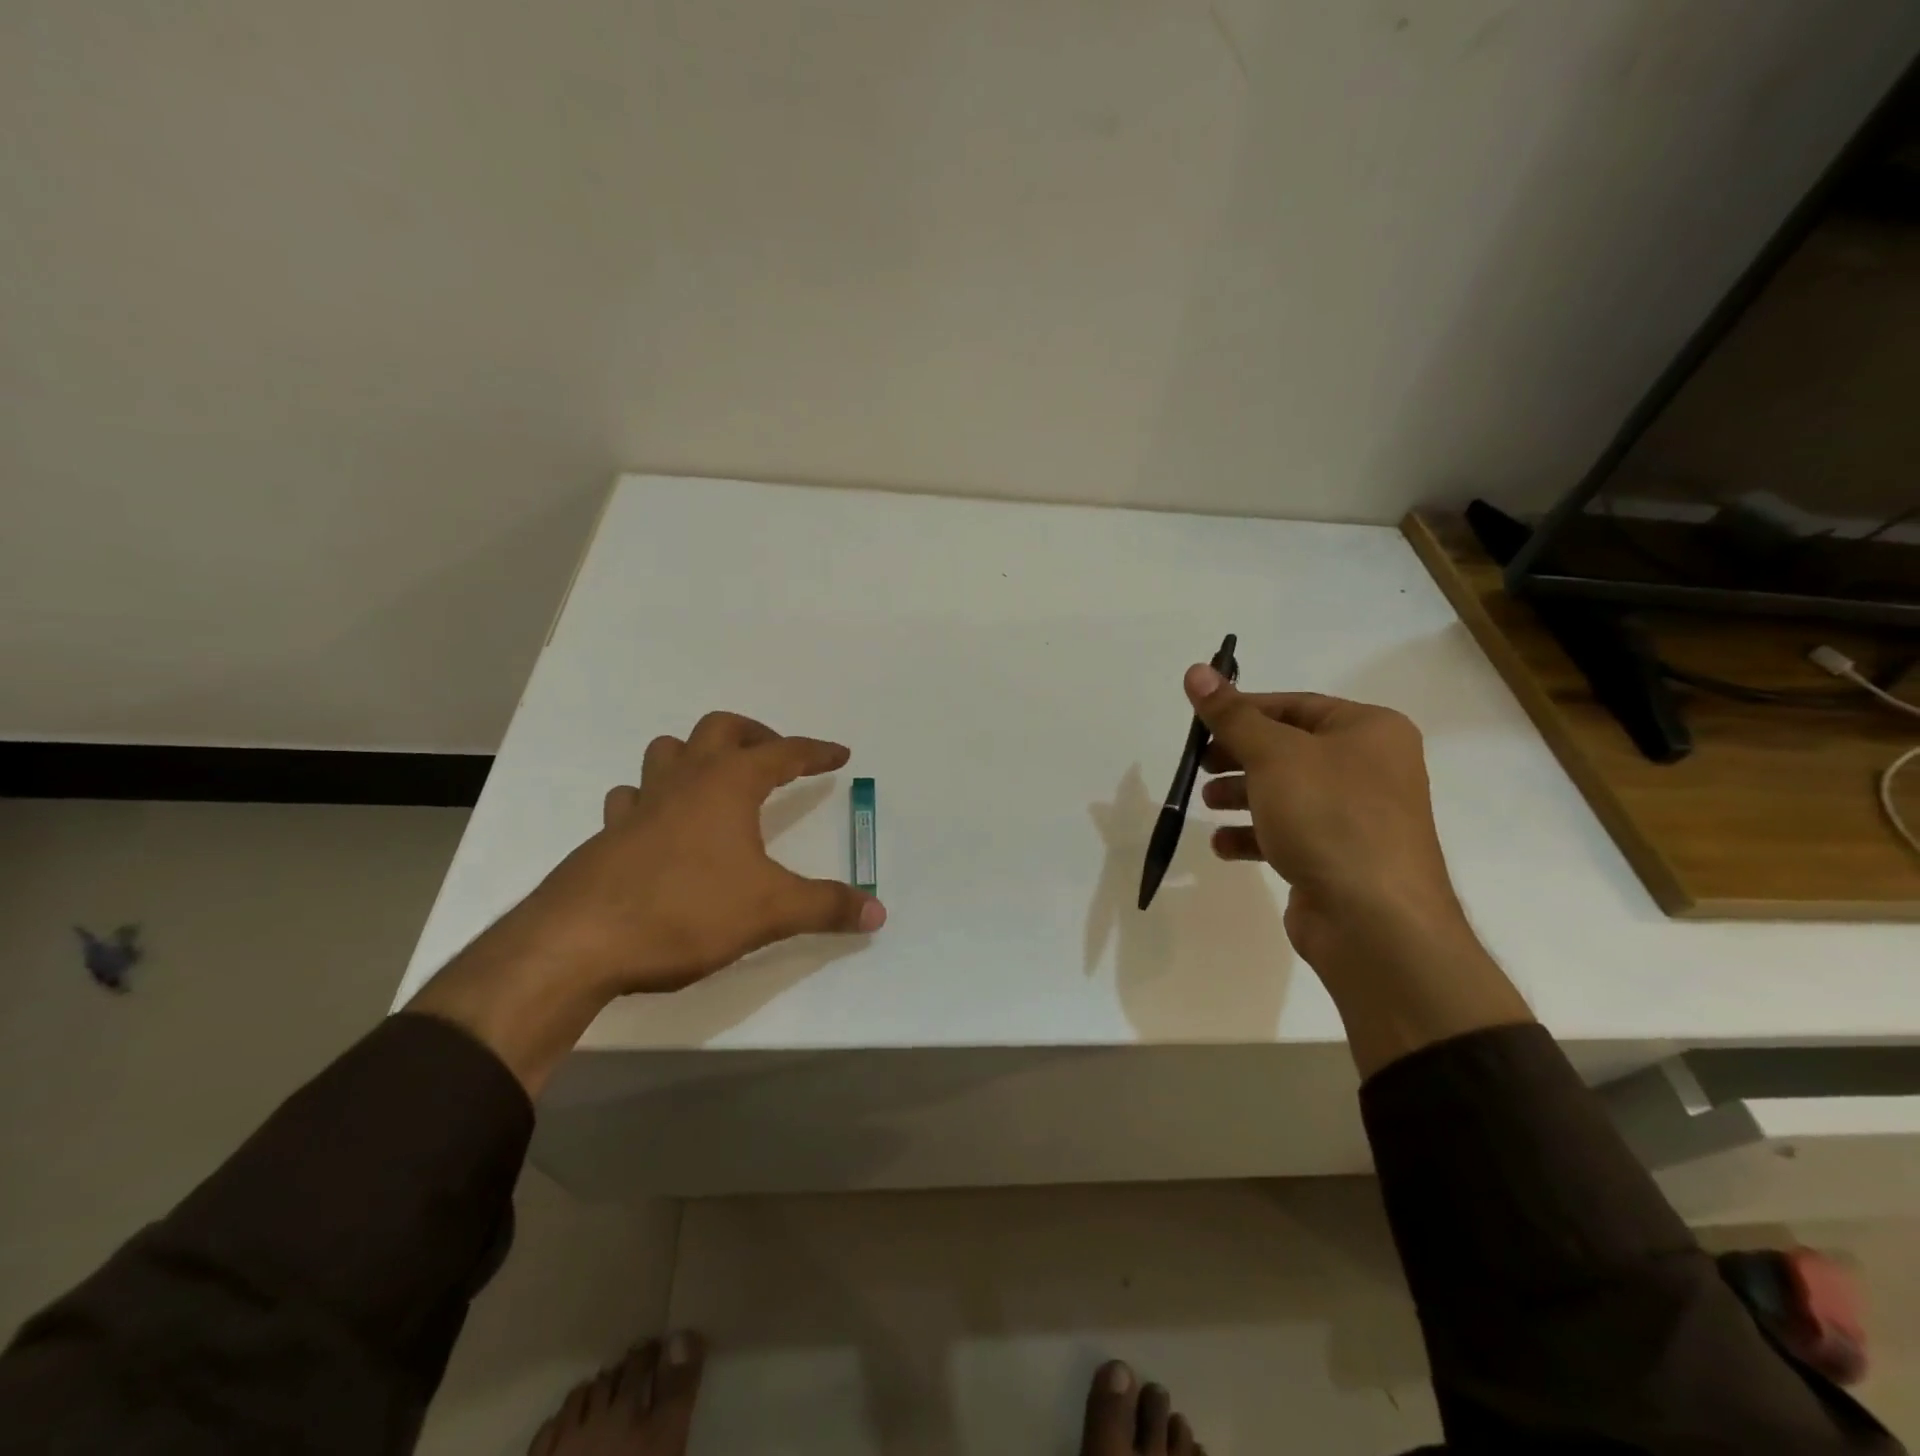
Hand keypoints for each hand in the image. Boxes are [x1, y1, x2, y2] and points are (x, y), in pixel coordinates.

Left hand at [528, 711, 885, 995]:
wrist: (580, 942)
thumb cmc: (686, 911)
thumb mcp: (770, 910)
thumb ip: (826, 907)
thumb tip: (878, 911)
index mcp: (728, 785)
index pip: (783, 753)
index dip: (815, 752)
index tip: (839, 754)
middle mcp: (684, 781)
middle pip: (719, 729)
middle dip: (754, 735)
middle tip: (775, 758)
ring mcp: (640, 804)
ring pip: (668, 752)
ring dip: (697, 755)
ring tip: (718, 781)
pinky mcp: (608, 835)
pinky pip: (633, 797)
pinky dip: (654, 797)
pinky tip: (662, 824)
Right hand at [1184, 664, 1460, 966]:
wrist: (1376, 922)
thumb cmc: (1329, 818)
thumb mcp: (1273, 755)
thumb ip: (1231, 715)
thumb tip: (1196, 669)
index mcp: (1370, 731)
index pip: (1295, 705)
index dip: (1243, 710)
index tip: (1200, 724)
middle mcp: (1370, 768)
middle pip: (1289, 749)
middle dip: (1239, 756)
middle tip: (1199, 764)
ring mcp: (1357, 817)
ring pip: (1287, 792)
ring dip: (1242, 794)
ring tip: (1207, 802)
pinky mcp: (1340, 858)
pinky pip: (1290, 833)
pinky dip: (1255, 835)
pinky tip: (1224, 845)